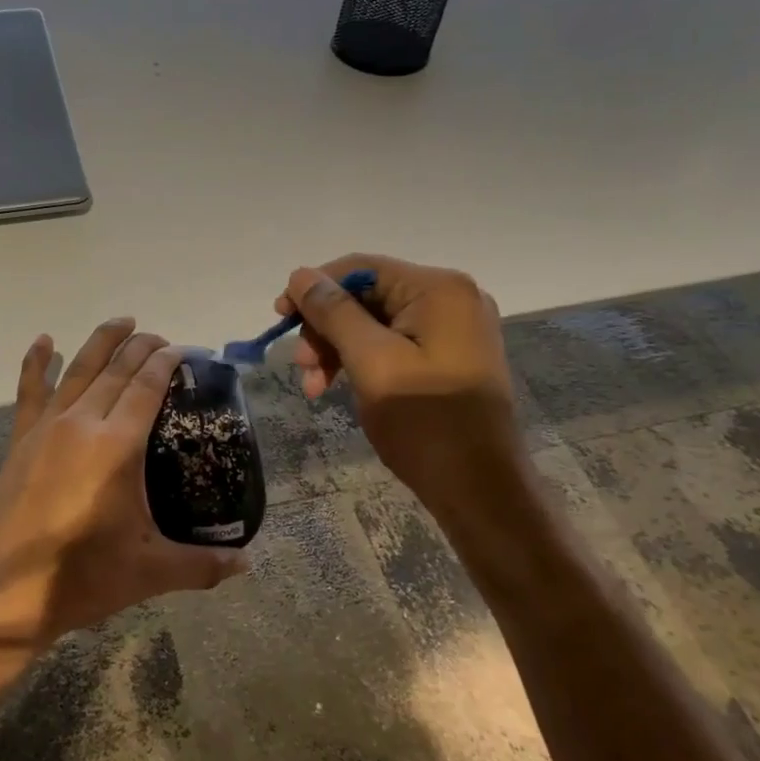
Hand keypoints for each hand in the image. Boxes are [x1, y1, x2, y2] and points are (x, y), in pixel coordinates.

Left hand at [0, 319, 248, 657]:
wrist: (8, 595)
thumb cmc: (84, 578)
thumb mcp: (152, 571)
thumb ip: (204, 565)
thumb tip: (248, 564)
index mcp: (117, 445)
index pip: (147, 386)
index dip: (166, 361)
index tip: (184, 350)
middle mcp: (82, 423)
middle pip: (116, 370)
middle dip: (142, 347)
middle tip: (162, 339)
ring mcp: (47, 428)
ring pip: (78, 369)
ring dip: (102, 341)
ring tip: (122, 321)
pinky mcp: (21, 440)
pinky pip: (30, 390)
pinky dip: (37, 362)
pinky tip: (44, 340)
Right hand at [276, 254, 522, 498]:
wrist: (480, 491)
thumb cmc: (425, 423)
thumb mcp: (372, 363)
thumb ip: (334, 313)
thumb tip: (300, 275)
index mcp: (439, 290)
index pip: (360, 269)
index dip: (314, 289)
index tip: (279, 318)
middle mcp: (451, 298)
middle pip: (366, 295)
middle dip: (326, 327)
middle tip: (300, 366)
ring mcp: (453, 329)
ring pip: (374, 322)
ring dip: (337, 348)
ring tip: (313, 386)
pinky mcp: (448, 356)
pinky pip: (392, 343)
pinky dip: (360, 361)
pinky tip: (338, 386)